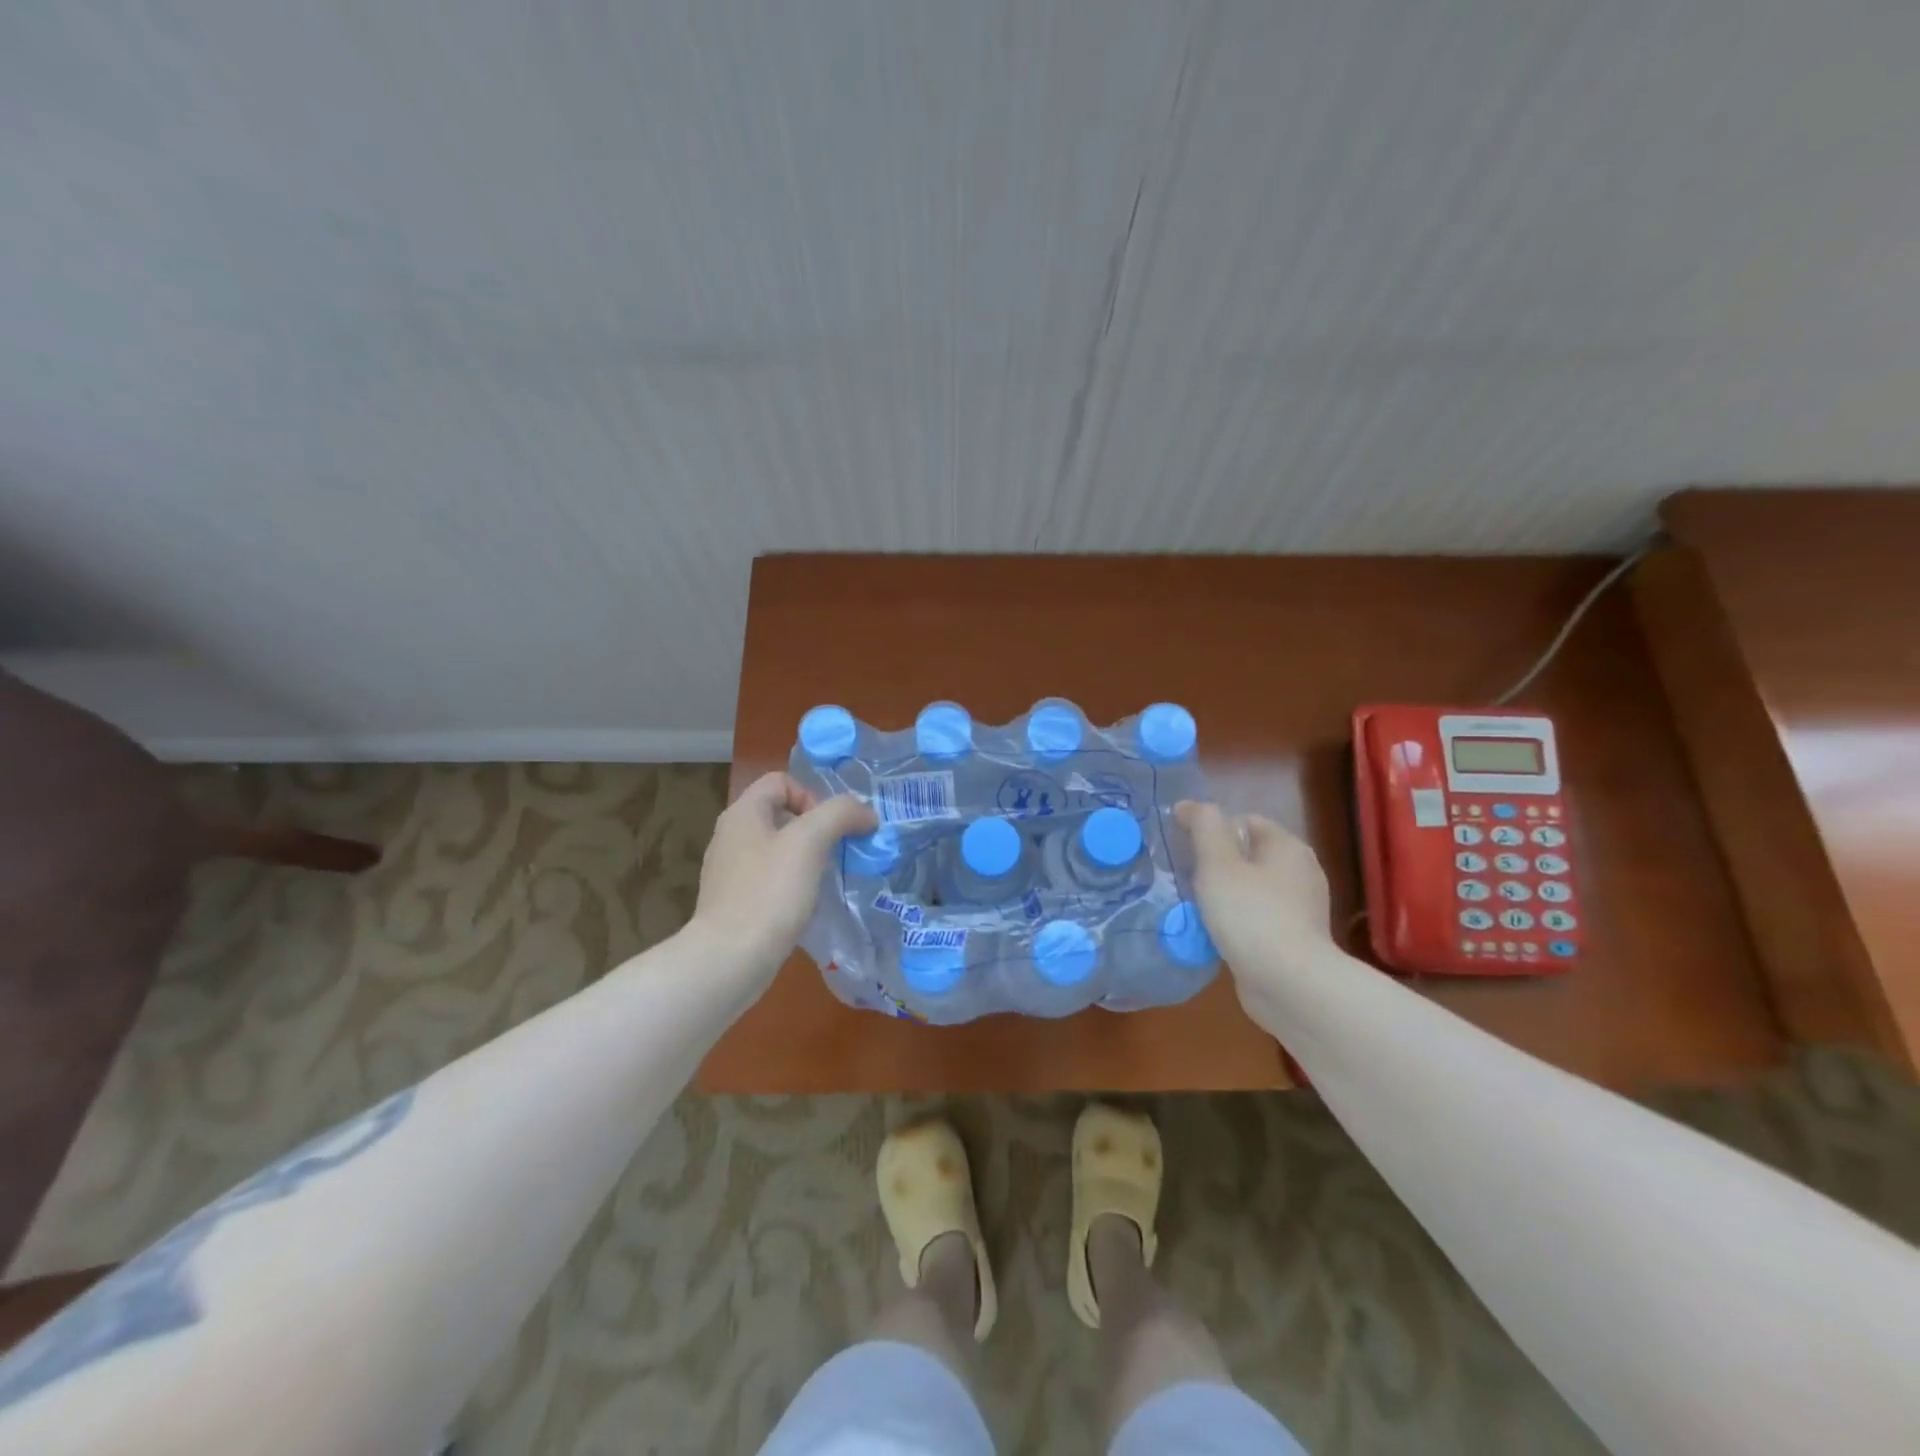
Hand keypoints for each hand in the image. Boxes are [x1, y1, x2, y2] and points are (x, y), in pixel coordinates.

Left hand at [689, 772, 876, 979]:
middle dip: (815, 829)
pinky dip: (790, 885)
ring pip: (777, 849)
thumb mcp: (810, 842)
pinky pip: (769, 879)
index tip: (829, 829)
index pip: (781, 781)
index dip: (811, 796)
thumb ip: (840, 814)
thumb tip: (865, 812)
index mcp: (742, 813)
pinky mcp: (733, 902)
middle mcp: (730, 836)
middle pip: (781, 814)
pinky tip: (803, 906)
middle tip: (835, 854)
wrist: (729, 960)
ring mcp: (729, 871)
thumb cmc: (769, 893)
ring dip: (806, 859)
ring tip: (823, 881)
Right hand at [1175, 801, 1334, 994]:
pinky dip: (1236, 921)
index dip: (1211, 827)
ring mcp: (1300, 909)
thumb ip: (1203, 827)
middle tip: (1185, 877)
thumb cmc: (1251, 915)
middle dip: (1215, 863)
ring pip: (1251, 888)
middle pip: (1248, 855)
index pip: (1244, 821)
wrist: (1289, 985)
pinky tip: (1215, 933)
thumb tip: (1189, 805)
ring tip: (1194, 906)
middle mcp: (1300, 872)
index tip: (1182, 845)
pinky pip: (1257, 918)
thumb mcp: (1218, 863)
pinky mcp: (1294, 940)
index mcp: (1287, 847)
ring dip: (1223, 894)